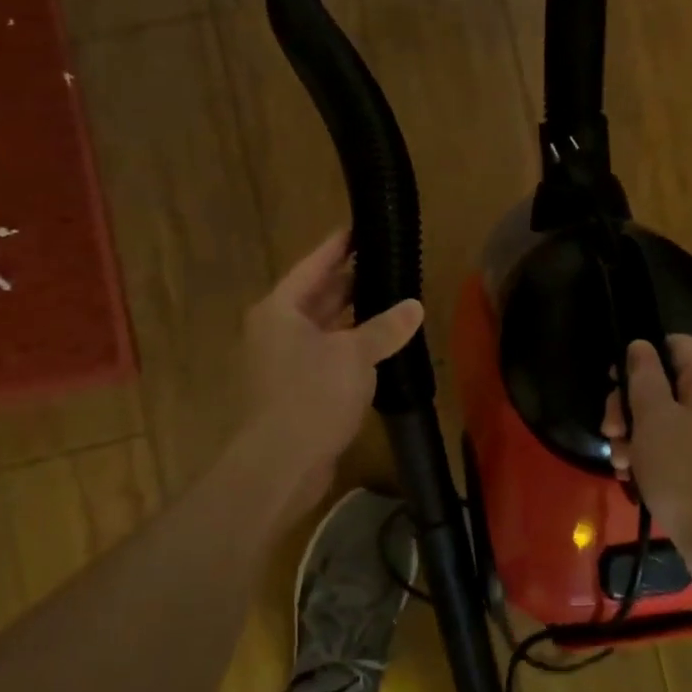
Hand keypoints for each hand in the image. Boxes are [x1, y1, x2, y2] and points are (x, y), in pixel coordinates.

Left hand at [242, 229, 423, 495]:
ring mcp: (283, 361)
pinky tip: (378, 345)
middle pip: (316, 295)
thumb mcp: (354, 355)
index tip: (359, 227)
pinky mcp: (295, 389)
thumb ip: (384, 328)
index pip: (313, 265)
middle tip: (384, 262)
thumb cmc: (311, 395)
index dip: (339, 246)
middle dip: (349, 280)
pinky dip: (349, 346)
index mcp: (281, 309)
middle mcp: (276, 329)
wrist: (279, 464)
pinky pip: (326, 355)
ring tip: (388, 298)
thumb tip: (414, 306)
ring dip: (352, 316)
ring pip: (323, 327)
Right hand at [601, 336, 691, 554]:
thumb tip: (641, 344)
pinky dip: (653, 456)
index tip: (614, 382)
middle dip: (630, 405)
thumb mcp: (654, 418)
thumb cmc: (686, 472)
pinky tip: (633, 476)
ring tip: (621, 461)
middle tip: (611, 430)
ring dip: (635, 434)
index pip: (675, 343)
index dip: (640, 355)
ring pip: (666, 418)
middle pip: (665, 383)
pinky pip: (677, 446)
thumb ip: (644, 375)